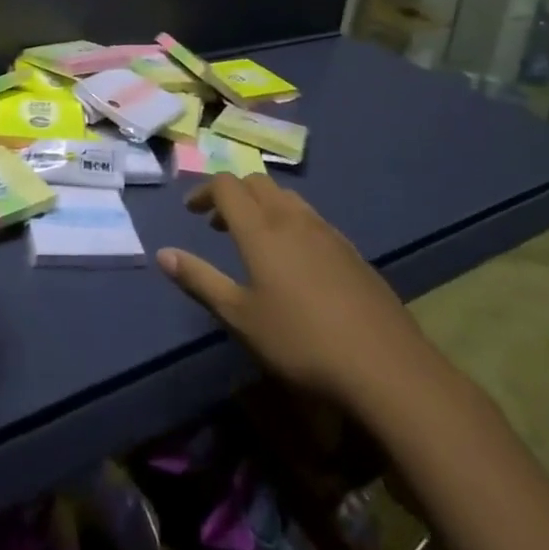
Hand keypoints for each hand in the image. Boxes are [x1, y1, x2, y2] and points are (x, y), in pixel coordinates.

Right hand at [157, 175, 445, 415]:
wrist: (386, 366)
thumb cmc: (301, 341)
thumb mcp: (241, 317)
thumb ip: (200, 280)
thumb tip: (162, 253)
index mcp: (260, 229)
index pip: (226, 185)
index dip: (205, 191)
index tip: (192, 212)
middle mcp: (292, 218)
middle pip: (257, 183)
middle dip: (233, 193)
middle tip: (219, 224)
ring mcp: (327, 232)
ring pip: (287, 198)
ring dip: (262, 205)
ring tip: (256, 240)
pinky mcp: (352, 251)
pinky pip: (312, 218)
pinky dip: (291, 222)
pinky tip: (297, 262)